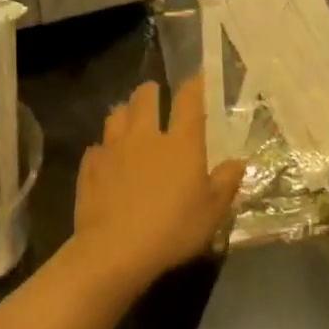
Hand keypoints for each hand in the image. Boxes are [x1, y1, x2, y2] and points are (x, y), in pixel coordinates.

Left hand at [73, 80, 244, 290]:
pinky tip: (106, 159)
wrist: (115, 250)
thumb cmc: (173, 228)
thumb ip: (226, 182)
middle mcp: (145, 137)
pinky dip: (103, 149)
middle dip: (150, 91)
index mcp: (180, 143)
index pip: (188, 101)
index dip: (194, 85)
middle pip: (144, 99)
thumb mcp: (212, 211)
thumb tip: (239, 161)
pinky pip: (96, 148)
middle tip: (154, 94)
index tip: (197, 77)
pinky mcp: (90, 169)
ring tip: (128, 119)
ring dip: (124, 113)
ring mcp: (113, 150)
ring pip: (115, 116)